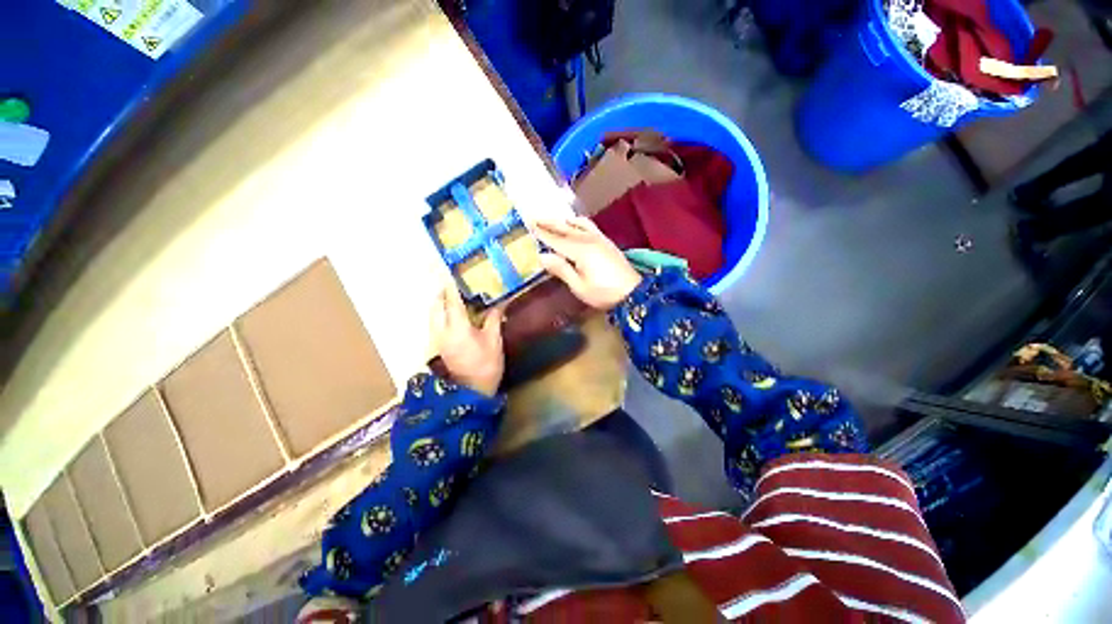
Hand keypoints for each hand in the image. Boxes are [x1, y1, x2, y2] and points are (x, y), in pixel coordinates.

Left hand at [431, 283, 504, 395]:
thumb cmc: (486, 365)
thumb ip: (494, 319)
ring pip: (433, 316)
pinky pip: (436, 324)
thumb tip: (500, 303)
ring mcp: (438, 340)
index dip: (452, 288)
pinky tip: (454, 316)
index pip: (452, 302)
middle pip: (436, 307)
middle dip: (442, 295)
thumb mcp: (494, 341)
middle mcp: (442, 332)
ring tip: (454, 299)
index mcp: (457, 328)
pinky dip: (441, 315)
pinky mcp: (439, 347)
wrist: (472, 391)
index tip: (451, 275)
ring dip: (440, 305)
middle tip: (454, 287)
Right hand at [534, 217, 642, 309]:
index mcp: (580, 250)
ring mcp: (599, 238)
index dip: (542, 232)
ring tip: (554, 220)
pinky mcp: (606, 241)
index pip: (556, 239)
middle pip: (565, 228)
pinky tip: (576, 225)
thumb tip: (542, 256)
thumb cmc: (604, 293)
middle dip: (550, 223)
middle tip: (535, 217)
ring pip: (578, 224)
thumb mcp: (579, 286)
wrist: (633, 292)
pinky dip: (577, 222)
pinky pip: (589, 226)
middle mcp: (589, 239)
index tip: (529, 223)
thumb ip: (561, 269)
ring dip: (564, 221)